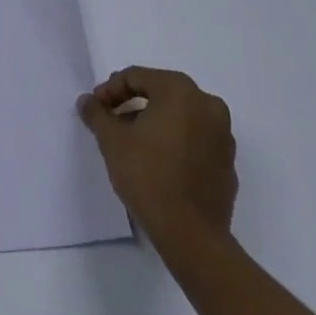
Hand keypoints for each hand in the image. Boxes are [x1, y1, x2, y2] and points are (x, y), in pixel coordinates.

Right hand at [78, 66, 237, 249]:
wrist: (192, 237)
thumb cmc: (149, 176)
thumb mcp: (112, 140)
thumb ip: (97, 114)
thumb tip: (87, 101)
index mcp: (180, 90)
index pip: (137, 77)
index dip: (111, 90)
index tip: (96, 108)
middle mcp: (207, 104)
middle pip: (161, 93)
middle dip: (133, 105)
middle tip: (112, 122)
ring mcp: (223, 135)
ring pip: (180, 117)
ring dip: (155, 123)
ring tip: (133, 144)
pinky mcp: (228, 164)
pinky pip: (196, 141)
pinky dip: (176, 144)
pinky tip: (158, 164)